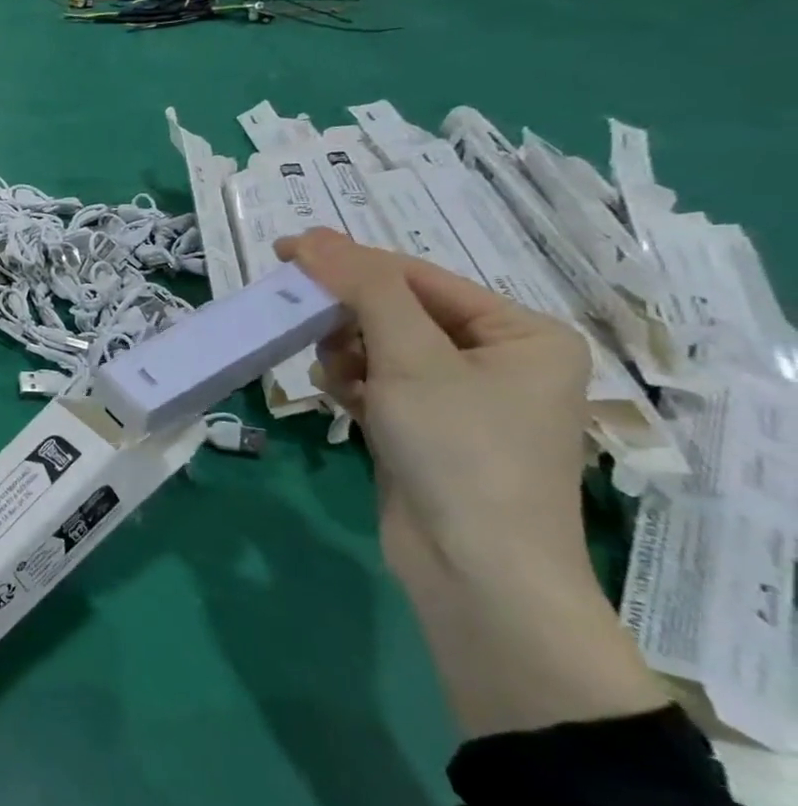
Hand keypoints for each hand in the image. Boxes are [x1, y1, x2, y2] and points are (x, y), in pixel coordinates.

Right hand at [276, 228, 591, 585]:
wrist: (474, 568)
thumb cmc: (459, 449)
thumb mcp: (412, 358)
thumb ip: (363, 290)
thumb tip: (313, 237)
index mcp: (520, 333)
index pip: (418, 278)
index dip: (349, 262)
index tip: (284, 251)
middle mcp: (496, 359)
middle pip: (397, 311)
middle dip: (346, 317)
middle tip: (297, 317)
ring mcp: (459, 398)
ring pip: (379, 348)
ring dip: (345, 353)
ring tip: (334, 376)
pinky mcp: (424, 429)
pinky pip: (377, 384)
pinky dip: (352, 385)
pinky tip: (341, 400)